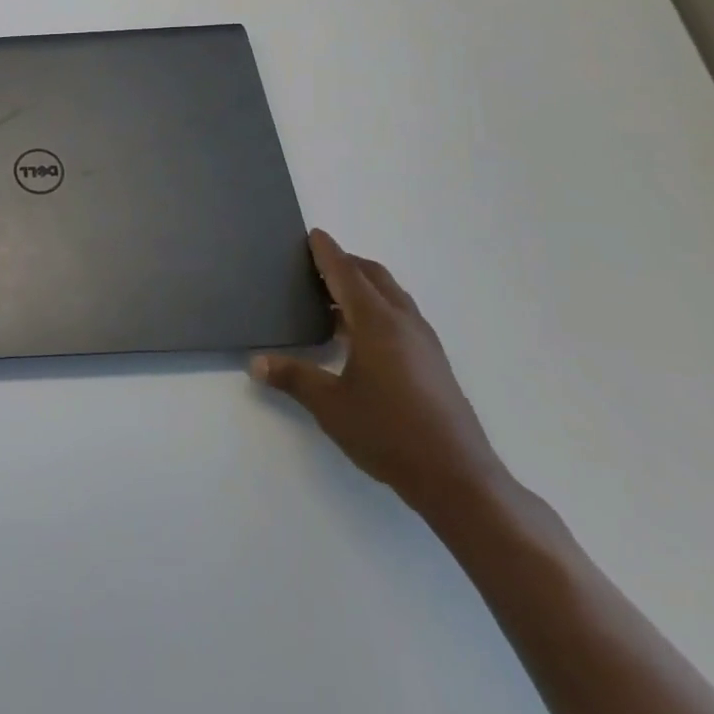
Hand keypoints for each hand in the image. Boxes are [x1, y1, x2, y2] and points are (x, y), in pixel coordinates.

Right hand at [252, 230, 506, 518]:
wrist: (457, 478)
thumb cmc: (388, 432)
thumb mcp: (329, 404)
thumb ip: (292, 377)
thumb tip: (256, 362)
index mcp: (377, 323)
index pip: (347, 275)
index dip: (328, 253)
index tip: (313, 235)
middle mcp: (404, 324)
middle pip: (375, 278)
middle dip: (347, 264)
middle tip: (316, 264)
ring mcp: (424, 344)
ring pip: (392, 297)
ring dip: (363, 288)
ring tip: (332, 298)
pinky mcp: (433, 364)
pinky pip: (401, 317)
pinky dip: (377, 308)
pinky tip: (358, 335)